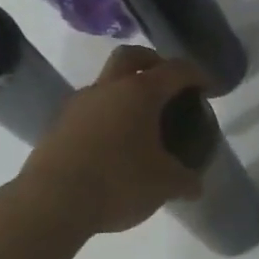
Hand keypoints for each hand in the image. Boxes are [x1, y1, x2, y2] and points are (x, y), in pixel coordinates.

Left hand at [15, 46, 208, 238]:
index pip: (175, 70)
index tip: (207, 87)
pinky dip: (105, 116)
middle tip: (167, 83)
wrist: (51, 201)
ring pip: (106, 83)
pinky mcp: (58, 125)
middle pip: (132, 56)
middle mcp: (108, 88)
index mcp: (140, 92)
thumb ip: (185, 180)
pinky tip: (112, 145)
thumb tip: (194, 185)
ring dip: (124, 91)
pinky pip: (89, 109)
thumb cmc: (118, 182)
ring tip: (139, 122)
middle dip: (153, 62)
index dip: (196, 74)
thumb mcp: (164, 185)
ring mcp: (79, 104)